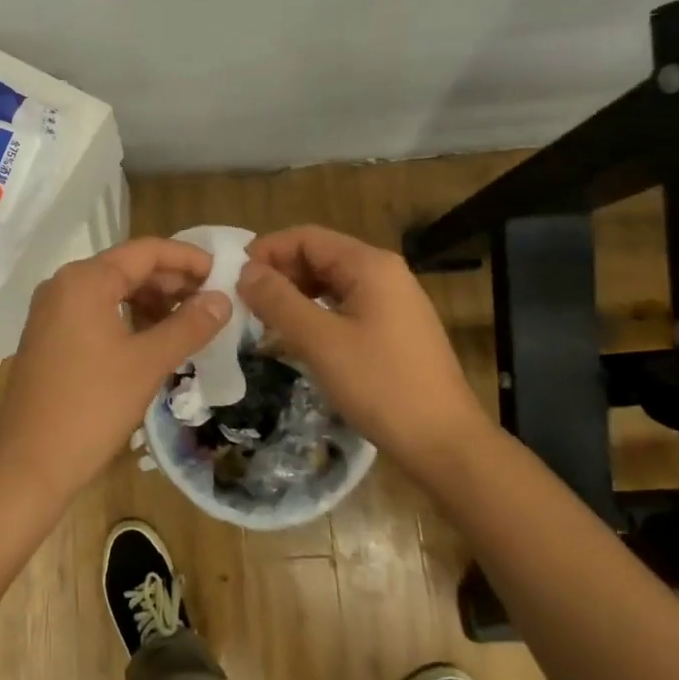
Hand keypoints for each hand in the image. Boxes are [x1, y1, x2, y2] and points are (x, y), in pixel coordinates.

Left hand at [0, 237, 232, 500]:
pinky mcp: (49, 335)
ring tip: (187, 322)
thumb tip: (223, 298)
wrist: (29, 462)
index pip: (146, 251)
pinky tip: (152, 339)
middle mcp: (64, 284)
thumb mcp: (148, 362)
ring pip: (112, 290)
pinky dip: (127, 317)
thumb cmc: (92, 406)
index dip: (187, 258)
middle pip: (127, 267)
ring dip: (150, 300)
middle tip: (211, 301)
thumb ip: (189, 325)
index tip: (221, 273)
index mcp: (86, 279)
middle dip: (171, 281)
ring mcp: (52, 310)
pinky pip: (95, 311)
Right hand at [237, 225, 484, 470]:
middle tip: (244, 303)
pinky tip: (296, 338)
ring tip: (263, 320)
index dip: (267, 251)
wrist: (444, 442)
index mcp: (369, 265)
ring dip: (295, 295)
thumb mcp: (320, 341)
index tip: (234, 277)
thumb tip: (245, 272)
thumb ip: (278, 301)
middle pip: (319, 257)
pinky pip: (345, 307)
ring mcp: (393, 301)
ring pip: (331, 284)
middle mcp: (384, 273)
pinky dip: (316, 314)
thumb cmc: (380, 385)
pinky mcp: (394, 329)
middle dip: (279, 274)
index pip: (306, 237)